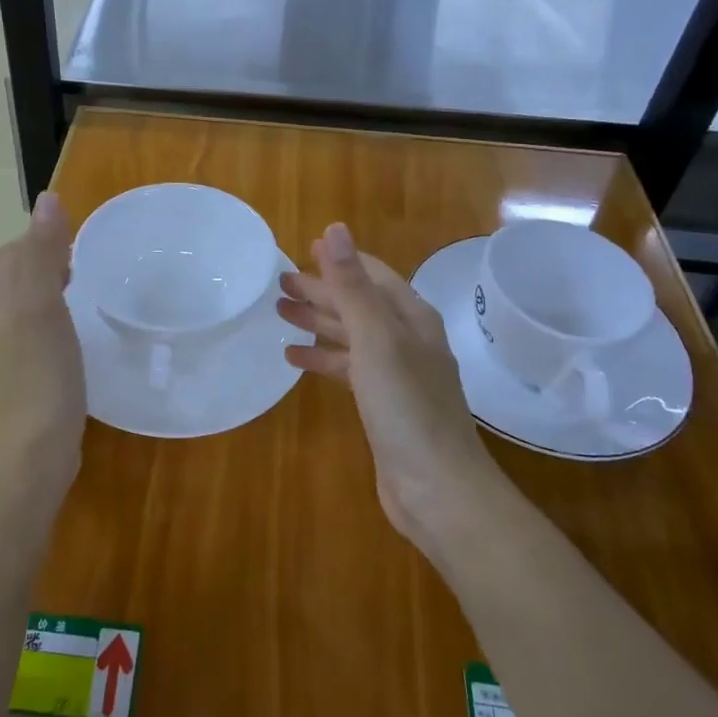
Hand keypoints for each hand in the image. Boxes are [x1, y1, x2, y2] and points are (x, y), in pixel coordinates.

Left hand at [0, 191, 86, 490]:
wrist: (27, 455)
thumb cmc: (40, 374)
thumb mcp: (44, 305)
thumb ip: (43, 252)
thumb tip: (47, 198)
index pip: (14, 250)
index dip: (44, 240)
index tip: (80, 247)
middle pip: (16, 275)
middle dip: (47, 263)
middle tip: (88, 270)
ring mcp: (2, 352)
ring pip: (25, 305)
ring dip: (51, 293)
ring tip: (85, 299)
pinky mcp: (18, 377)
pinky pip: (33, 334)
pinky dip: (53, 324)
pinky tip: (73, 339)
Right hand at [277, 223, 503, 554]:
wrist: (438, 488)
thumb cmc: (406, 405)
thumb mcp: (375, 338)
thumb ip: (352, 285)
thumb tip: (335, 228)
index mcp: (411, 317)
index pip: (373, 275)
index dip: (340, 260)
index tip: (305, 249)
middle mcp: (407, 340)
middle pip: (359, 304)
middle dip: (322, 291)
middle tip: (280, 283)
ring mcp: (396, 374)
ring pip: (351, 336)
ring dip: (318, 322)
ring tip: (279, 313)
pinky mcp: (384, 404)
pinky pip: (348, 369)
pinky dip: (323, 359)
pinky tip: (294, 359)